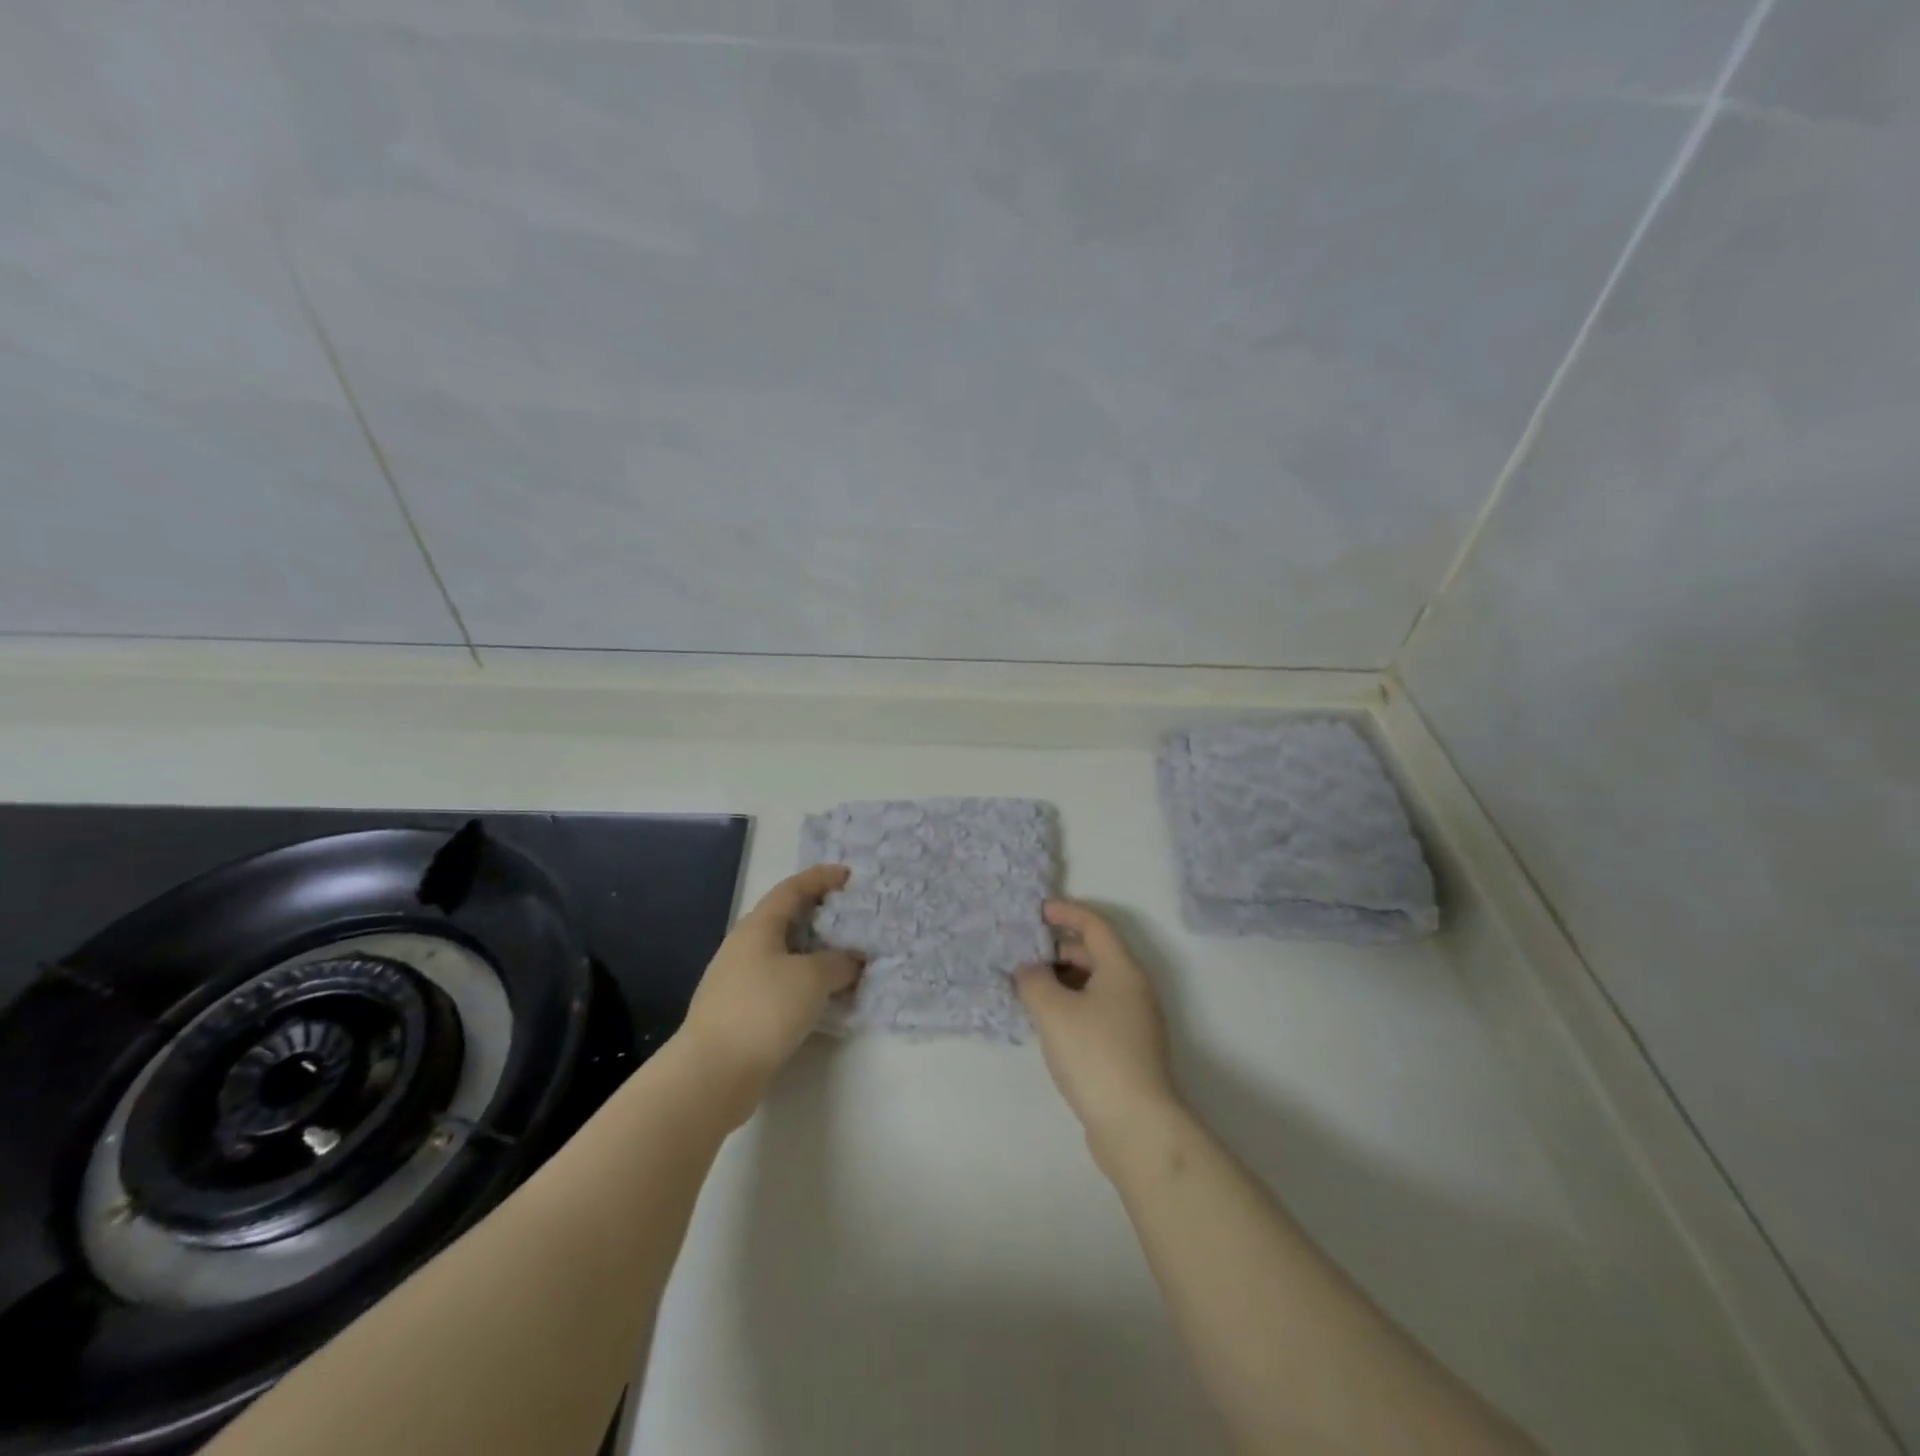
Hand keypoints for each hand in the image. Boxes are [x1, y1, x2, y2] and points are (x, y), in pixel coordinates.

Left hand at [680, 865, 862, 1105]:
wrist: (712, 1072)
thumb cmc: (763, 1009)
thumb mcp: (812, 978)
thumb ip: (839, 962)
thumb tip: (852, 960)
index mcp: (758, 927)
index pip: (792, 889)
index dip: (821, 878)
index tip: (849, 876)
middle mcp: (744, 947)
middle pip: (786, 920)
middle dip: (820, 916)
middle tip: (852, 919)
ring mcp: (738, 980)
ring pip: (784, 955)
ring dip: (815, 954)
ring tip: (846, 960)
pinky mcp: (740, 1012)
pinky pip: (780, 984)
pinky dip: (804, 983)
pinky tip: (823, 998)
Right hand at [1016, 900, 1179, 1146]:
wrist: (1136, 1125)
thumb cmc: (1095, 1054)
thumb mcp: (1054, 1010)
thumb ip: (1033, 980)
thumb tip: (1028, 970)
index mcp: (1122, 969)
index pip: (1095, 925)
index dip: (1066, 912)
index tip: (1037, 911)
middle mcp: (1133, 988)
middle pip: (1095, 953)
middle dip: (1059, 948)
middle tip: (1024, 953)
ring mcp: (1133, 1020)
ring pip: (1094, 984)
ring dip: (1062, 979)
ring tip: (1029, 988)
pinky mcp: (1127, 1048)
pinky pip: (1095, 1009)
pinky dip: (1071, 1004)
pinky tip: (1047, 1021)